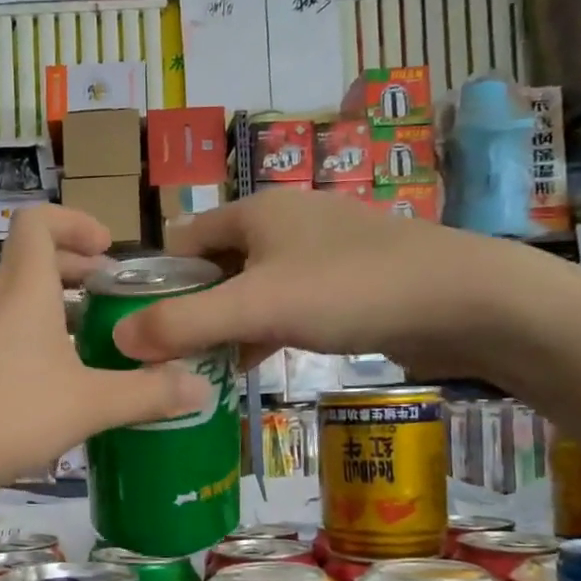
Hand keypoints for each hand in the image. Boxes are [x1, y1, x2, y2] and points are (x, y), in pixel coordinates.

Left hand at [0, 206, 207, 504]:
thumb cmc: (3, 413)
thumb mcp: (87, 405)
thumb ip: (146, 395)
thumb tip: (202, 387)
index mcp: (23, 288)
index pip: (38, 221)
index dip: (75, 222)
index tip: (110, 251)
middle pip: (33, 264)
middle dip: (78, 274)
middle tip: (118, 303)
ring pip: (18, 306)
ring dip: (58, 315)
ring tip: (97, 351)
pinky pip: (3, 341)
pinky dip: (35, 348)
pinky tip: (58, 393)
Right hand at [111, 188, 551, 379]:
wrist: (465, 301)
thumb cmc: (351, 290)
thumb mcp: (256, 307)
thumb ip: (183, 323)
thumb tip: (116, 339)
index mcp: (255, 211)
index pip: (181, 242)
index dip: (154, 283)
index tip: (136, 330)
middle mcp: (283, 223)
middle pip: (213, 268)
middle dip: (188, 311)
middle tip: (164, 359)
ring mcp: (317, 254)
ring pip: (249, 290)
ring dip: (224, 327)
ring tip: (197, 370)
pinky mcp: (344, 286)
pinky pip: (284, 307)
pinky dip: (261, 333)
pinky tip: (249, 366)